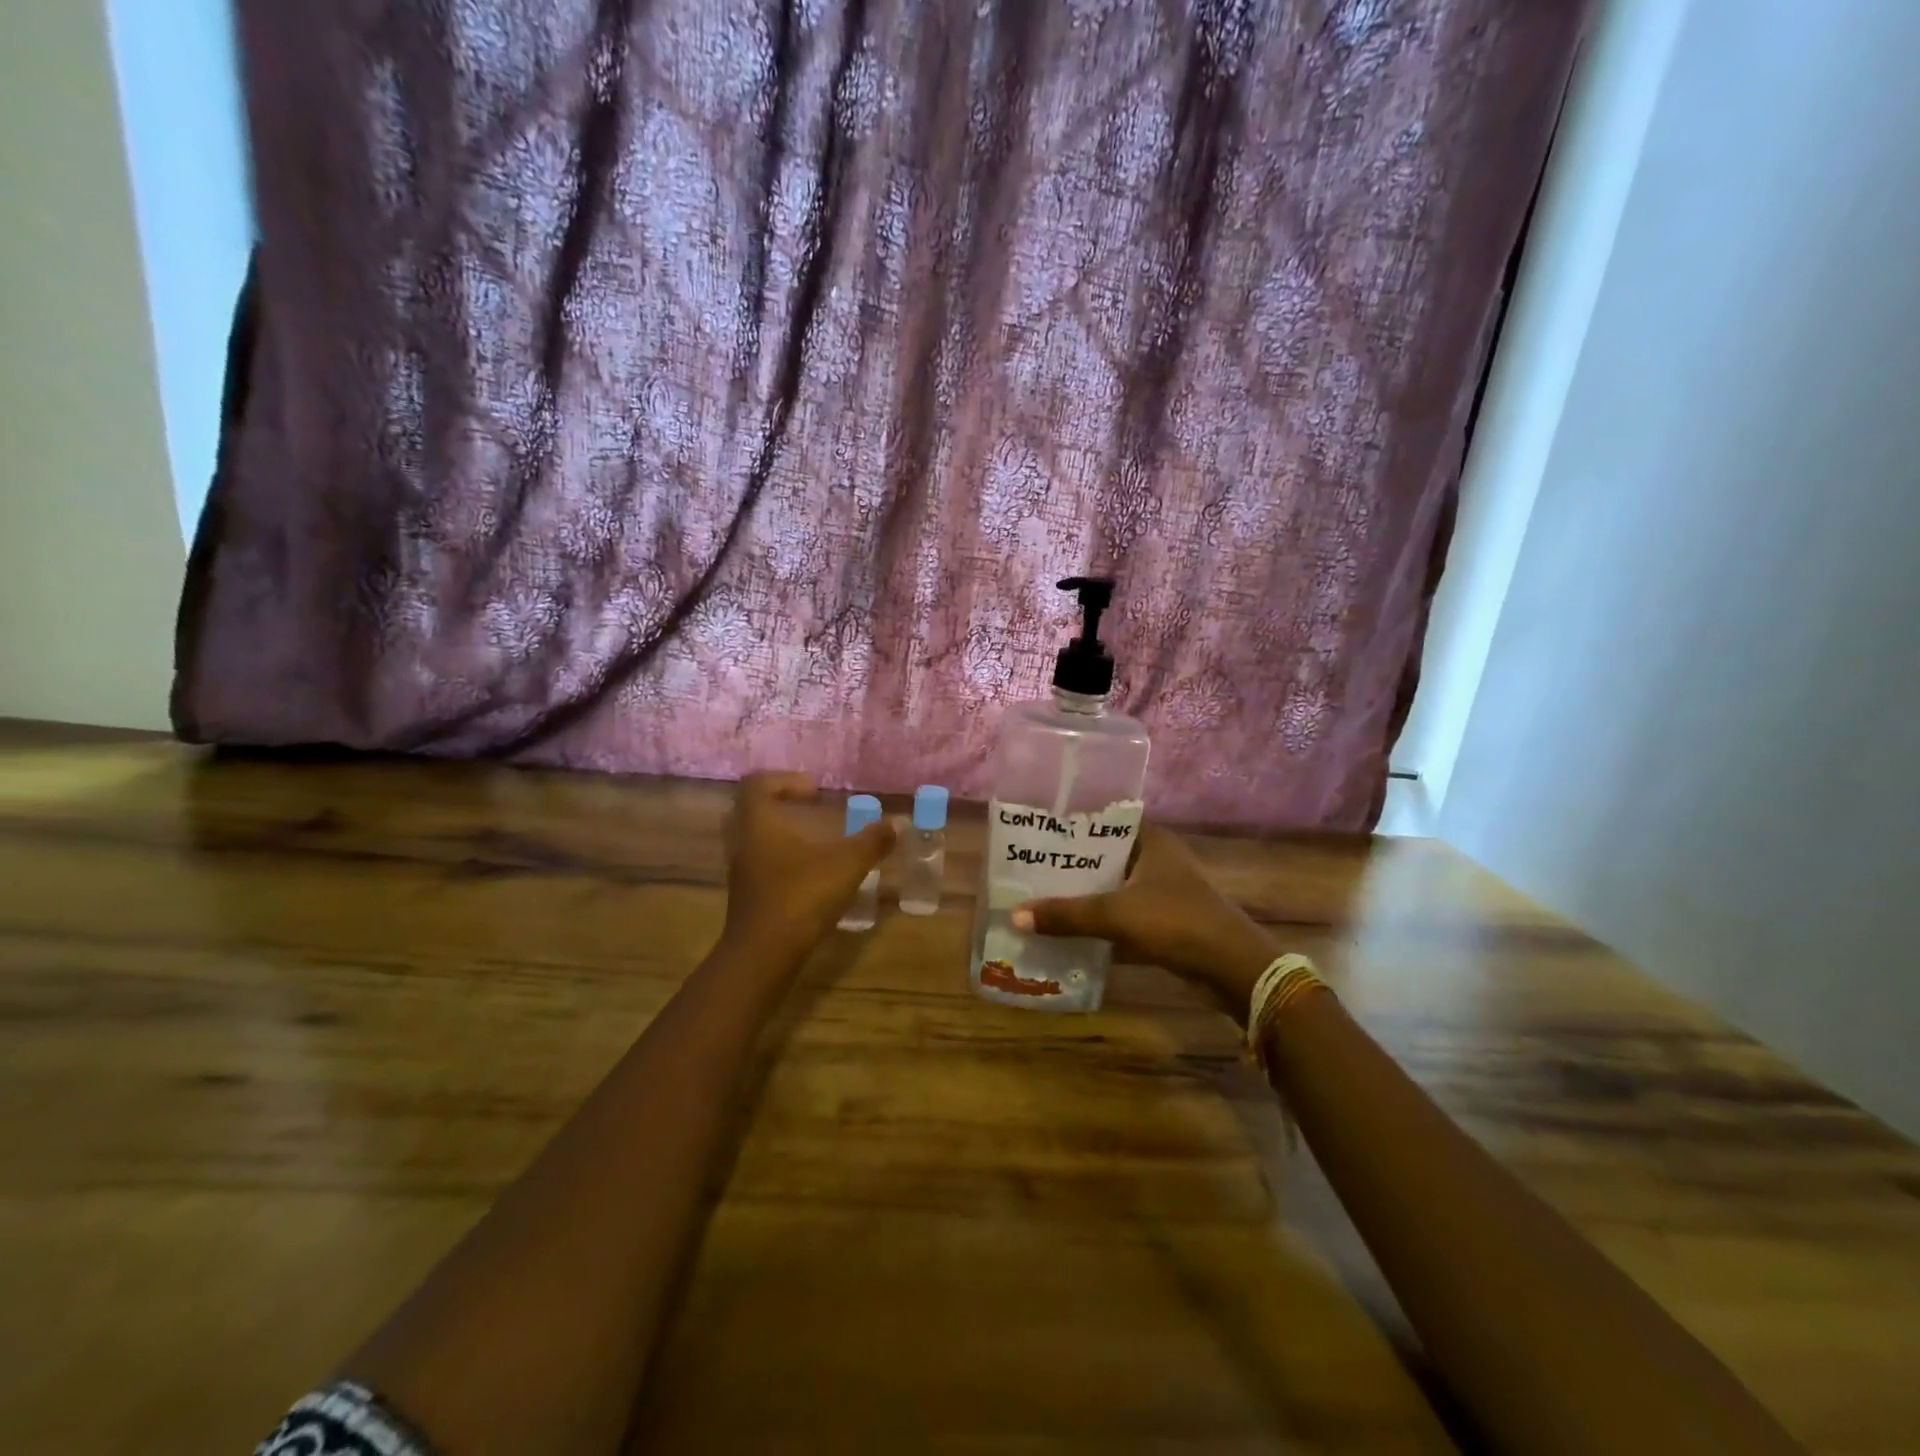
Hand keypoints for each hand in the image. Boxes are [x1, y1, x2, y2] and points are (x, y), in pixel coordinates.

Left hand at [722, 772, 894, 958]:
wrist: (764, 954)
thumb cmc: (802, 895)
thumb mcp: (846, 864)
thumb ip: (872, 841)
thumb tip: (896, 824)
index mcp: (759, 822)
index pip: (756, 784)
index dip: (784, 780)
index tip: (814, 791)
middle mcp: (743, 843)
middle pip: (750, 810)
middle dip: (780, 805)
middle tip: (809, 810)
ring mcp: (741, 873)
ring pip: (754, 841)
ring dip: (781, 835)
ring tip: (814, 843)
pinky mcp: (747, 898)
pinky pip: (760, 867)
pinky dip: (781, 862)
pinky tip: (810, 876)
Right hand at [1012, 824, 1274, 1018]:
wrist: (1231, 969)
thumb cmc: (1176, 923)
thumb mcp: (1116, 915)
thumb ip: (1067, 915)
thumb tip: (1015, 915)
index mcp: (1151, 840)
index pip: (1104, 820)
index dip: (1072, 825)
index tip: (1036, 831)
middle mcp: (1156, 858)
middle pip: (1104, 855)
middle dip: (1070, 863)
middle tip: (1028, 866)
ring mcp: (1161, 890)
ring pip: (1112, 885)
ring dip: (1083, 893)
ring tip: (1039, 894)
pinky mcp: (1163, 919)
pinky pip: (1121, 912)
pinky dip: (1099, 918)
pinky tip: (1068, 926)